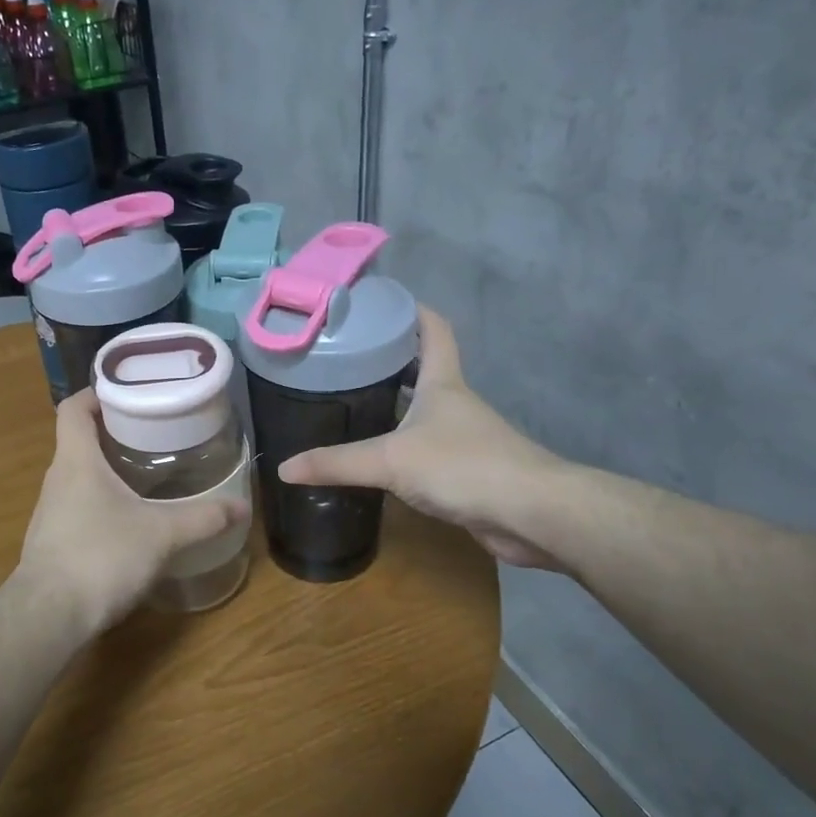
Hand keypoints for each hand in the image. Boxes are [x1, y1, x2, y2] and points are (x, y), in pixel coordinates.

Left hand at [16, 389, 247, 635]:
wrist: (48, 618)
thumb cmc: (101, 557)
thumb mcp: (162, 534)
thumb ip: (203, 518)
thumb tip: (243, 507)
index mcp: (76, 461)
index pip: (73, 408)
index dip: (96, 394)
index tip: (129, 394)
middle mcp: (57, 480)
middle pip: (79, 440)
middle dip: (114, 433)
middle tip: (155, 433)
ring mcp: (51, 512)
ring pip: (80, 476)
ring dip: (109, 469)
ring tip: (148, 474)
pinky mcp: (53, 542)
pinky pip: (79, 506)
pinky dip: (103, 502)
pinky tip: (131, 520)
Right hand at [277, 308, 566, 567]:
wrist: (531, 513)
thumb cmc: (463, 466)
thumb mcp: (391, 460)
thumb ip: (337, 463)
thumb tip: (284, 468)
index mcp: (442, 382)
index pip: (433, 329)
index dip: (412, 310)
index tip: (381, 303)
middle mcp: (455, 403)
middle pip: (424, 369)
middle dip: (390, 361)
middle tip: (346, 361)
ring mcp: (465, 438)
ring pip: (424, 412)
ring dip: (395, 406)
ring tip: (350, 406)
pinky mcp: (468, 472)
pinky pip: (428, 450)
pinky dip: (404, 448)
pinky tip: (378, 460)